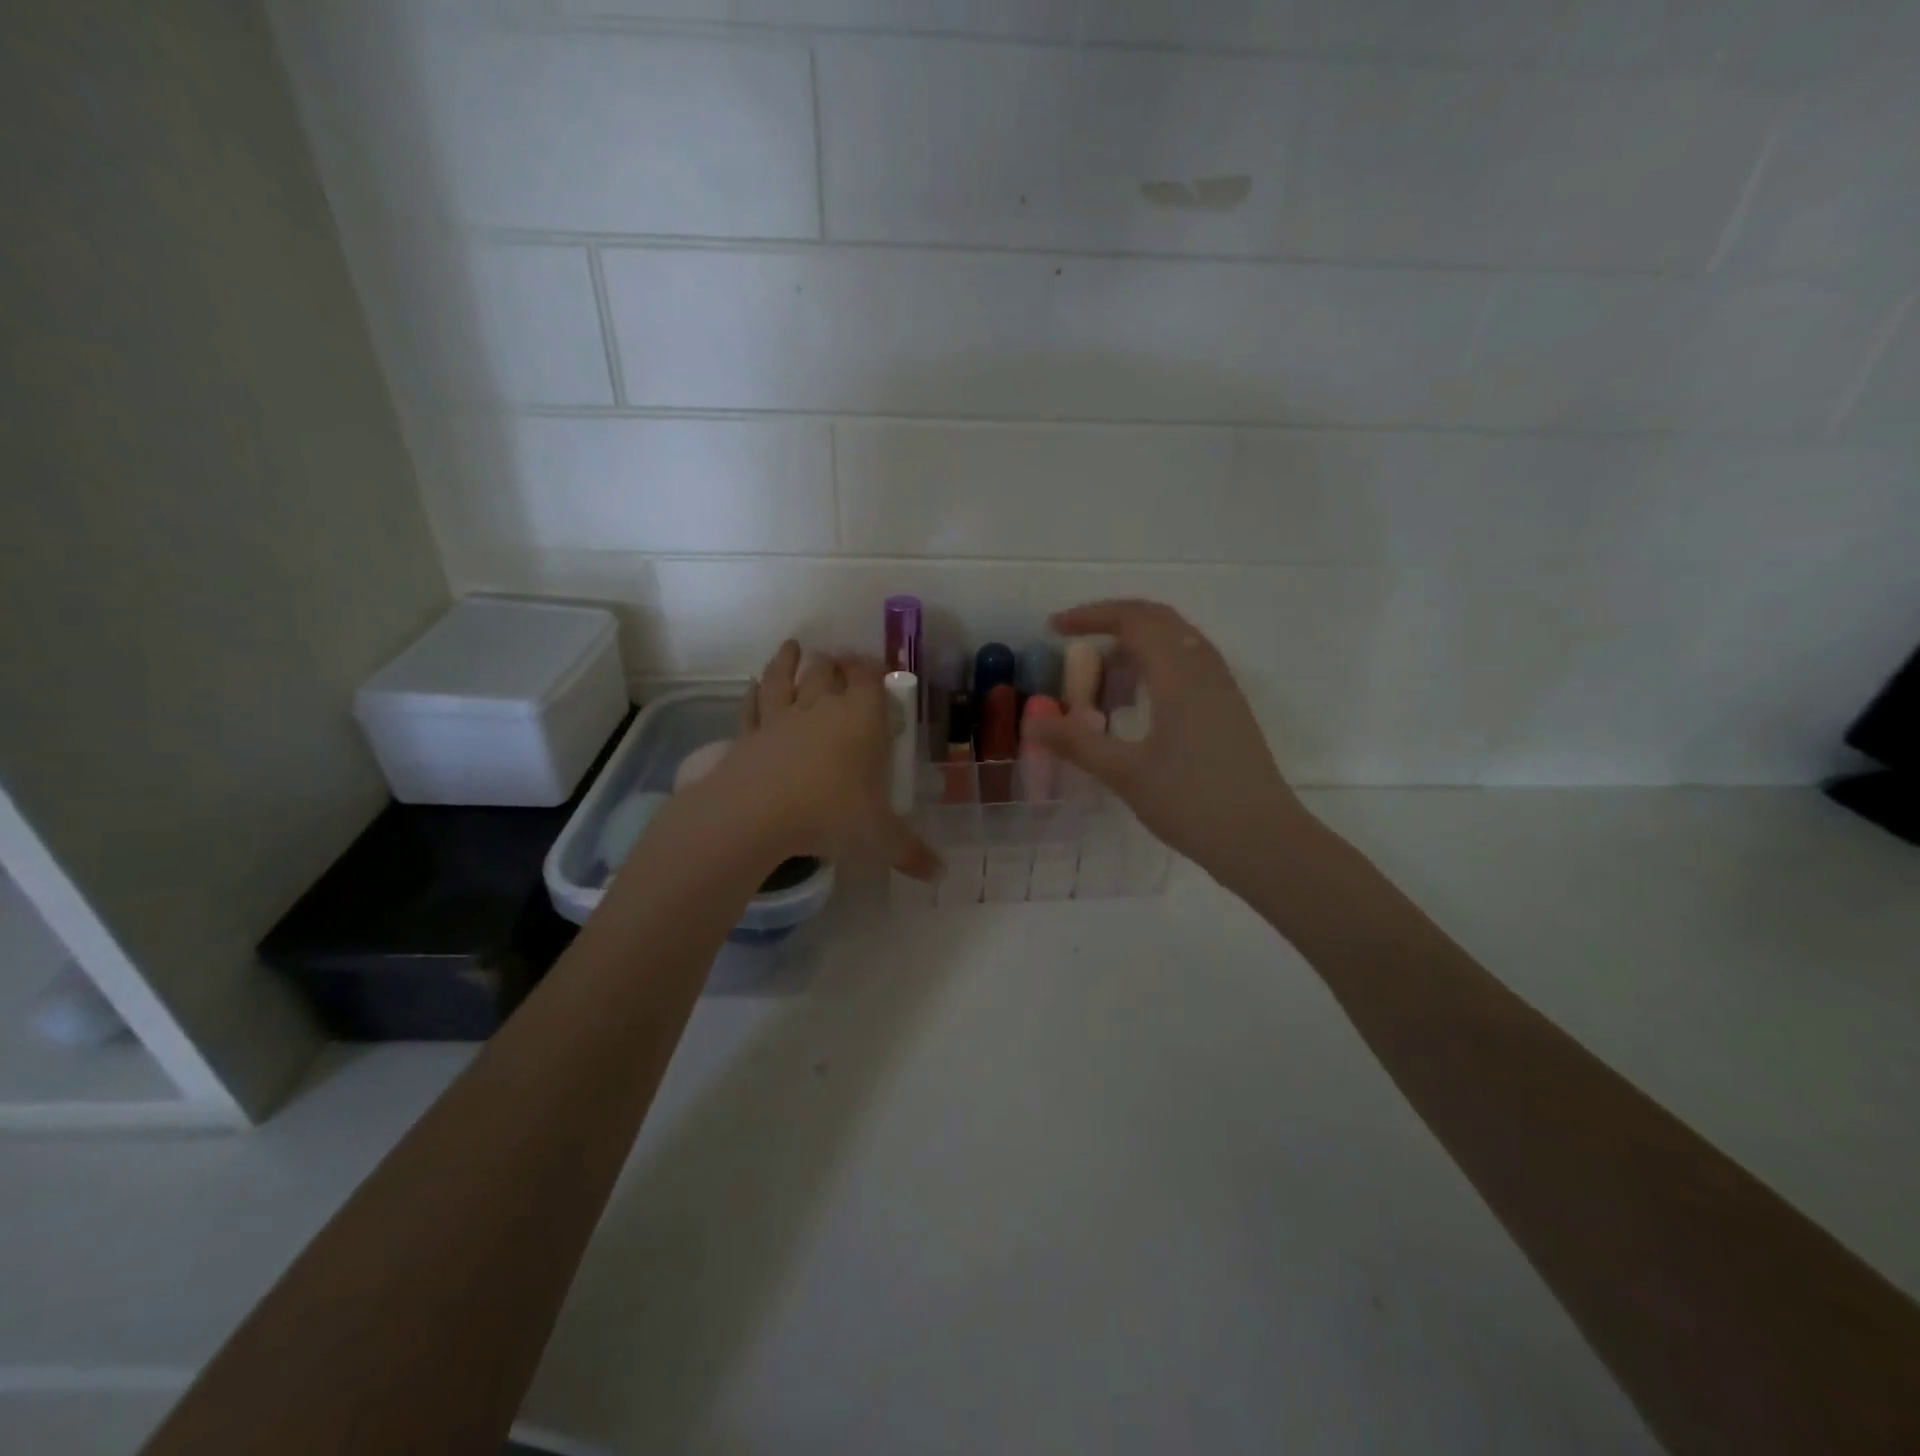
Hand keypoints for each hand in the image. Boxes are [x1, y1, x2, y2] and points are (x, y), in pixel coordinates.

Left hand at [699, 640, 940, 880]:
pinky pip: (753, 705)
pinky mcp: (749, 733)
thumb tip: (942, 874)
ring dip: (790, 660)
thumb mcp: (879, 838)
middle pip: (827, 670)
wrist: (757, 813)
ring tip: (794, 647)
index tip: (873, 665)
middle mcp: (821, 707)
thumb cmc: (830, 814)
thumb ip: (911, 852)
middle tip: (837, 659)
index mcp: (861, 719)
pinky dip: (754, 691)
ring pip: (786, 677)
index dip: (871, 668)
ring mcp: (781, 717)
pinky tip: (752, 684)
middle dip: (835, 662)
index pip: (868, 678)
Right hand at [1023, 600, 1311, 892]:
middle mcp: (1204, 669)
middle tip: (1075, 640)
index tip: (1054, 629)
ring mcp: (1222, 689)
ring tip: (1103, 671)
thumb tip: (1031, 723)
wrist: (1263, 840)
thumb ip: (1076, 743)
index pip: (1134, 620)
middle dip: (1113, 620)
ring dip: (1137, 641)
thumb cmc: (1192, 804)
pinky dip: (1156, 662)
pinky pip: (1189, 663)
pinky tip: (1139, 698)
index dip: (1091, 616)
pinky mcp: (1229, 710)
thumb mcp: (1125, 774)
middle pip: (1158, 619)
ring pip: (1177, 640)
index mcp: (1179, 675)